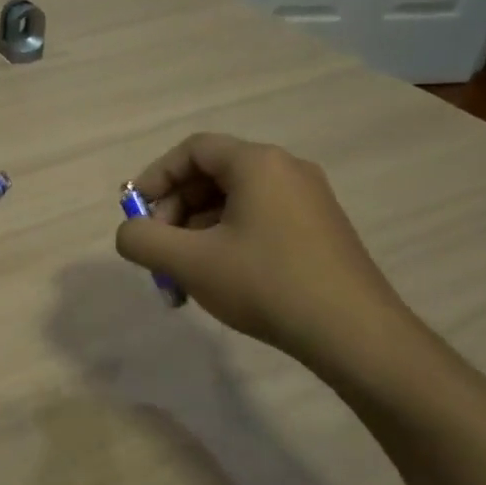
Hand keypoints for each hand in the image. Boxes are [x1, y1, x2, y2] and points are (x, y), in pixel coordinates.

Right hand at [114, 133, 415, 376]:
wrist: (355, 334)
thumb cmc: (266, 284)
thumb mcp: (190, 262)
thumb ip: (143, 240)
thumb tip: (130, 232)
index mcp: (258, 163)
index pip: (193, 150)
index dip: (156, 177)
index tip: (136, 212)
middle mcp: (286, 170)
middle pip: (212, 175)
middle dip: (175, 211)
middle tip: (159, 250)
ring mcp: (309, 201)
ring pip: (234, 203)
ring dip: (197, 232)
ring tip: (183, 276)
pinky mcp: (320, 231)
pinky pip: (259, 221)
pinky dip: (227, 241)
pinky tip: (218, 280)